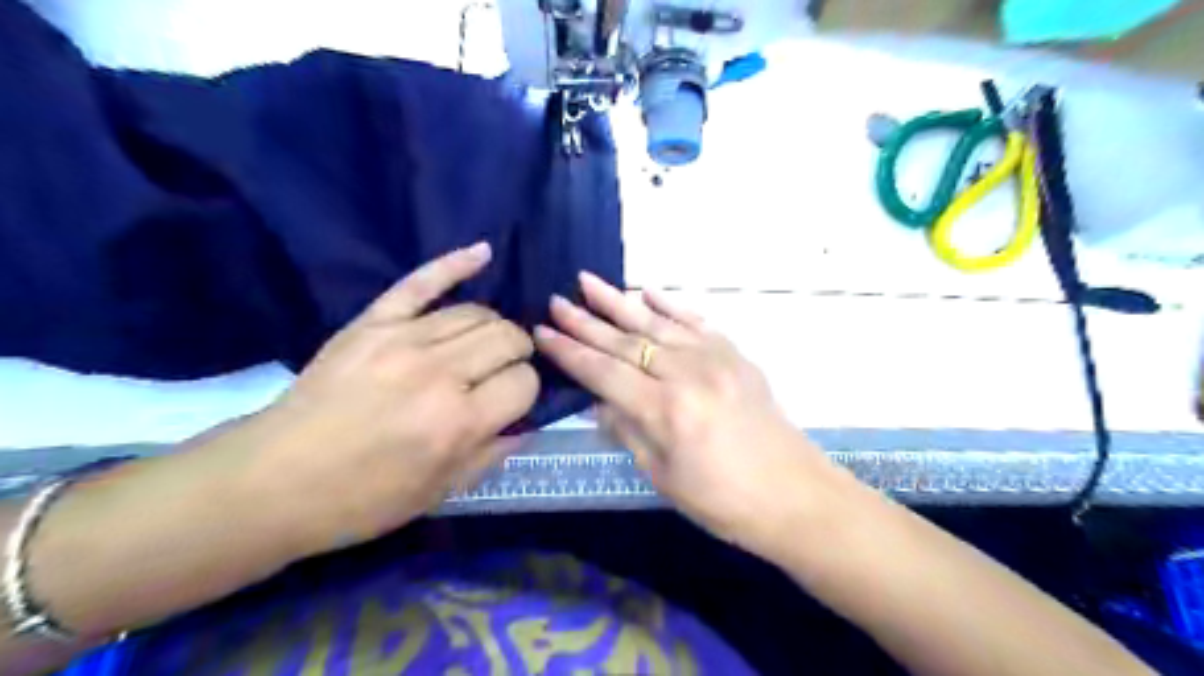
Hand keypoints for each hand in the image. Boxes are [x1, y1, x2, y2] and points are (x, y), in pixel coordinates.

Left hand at [242, 241, 534, 553]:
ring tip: (484, 345)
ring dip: (494, 327)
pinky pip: (421, 282)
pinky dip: (455, 263)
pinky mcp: (373, 322)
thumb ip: (493, 453)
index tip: (512, 402)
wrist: (274, 480)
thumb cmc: (364, 498)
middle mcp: (439, 373)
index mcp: (459, 422)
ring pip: (477, 312)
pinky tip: (483, 253)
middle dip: (518, 354)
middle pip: (508, 338)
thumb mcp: (441, 491)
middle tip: (503, 372)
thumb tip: (527, 421)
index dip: (526, 391)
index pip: (524, 382)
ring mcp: (403, 340)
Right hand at [535, 272, 844, 556]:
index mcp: (665, 410)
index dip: (570, 353)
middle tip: (556, 300)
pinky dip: (669, 305)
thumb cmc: (723, 501)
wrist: (795, 495)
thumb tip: (599, 401)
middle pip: (625, 341)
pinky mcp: (735, 355)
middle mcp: (686, 374)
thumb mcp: (662, 477)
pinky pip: (696, 321)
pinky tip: (648, 293)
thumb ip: (628, 431)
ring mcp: (714, 358)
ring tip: (589, 280)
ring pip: (656, 323)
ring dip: (620, 301)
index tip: (543, 332)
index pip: (603, 372)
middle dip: (585, 321)